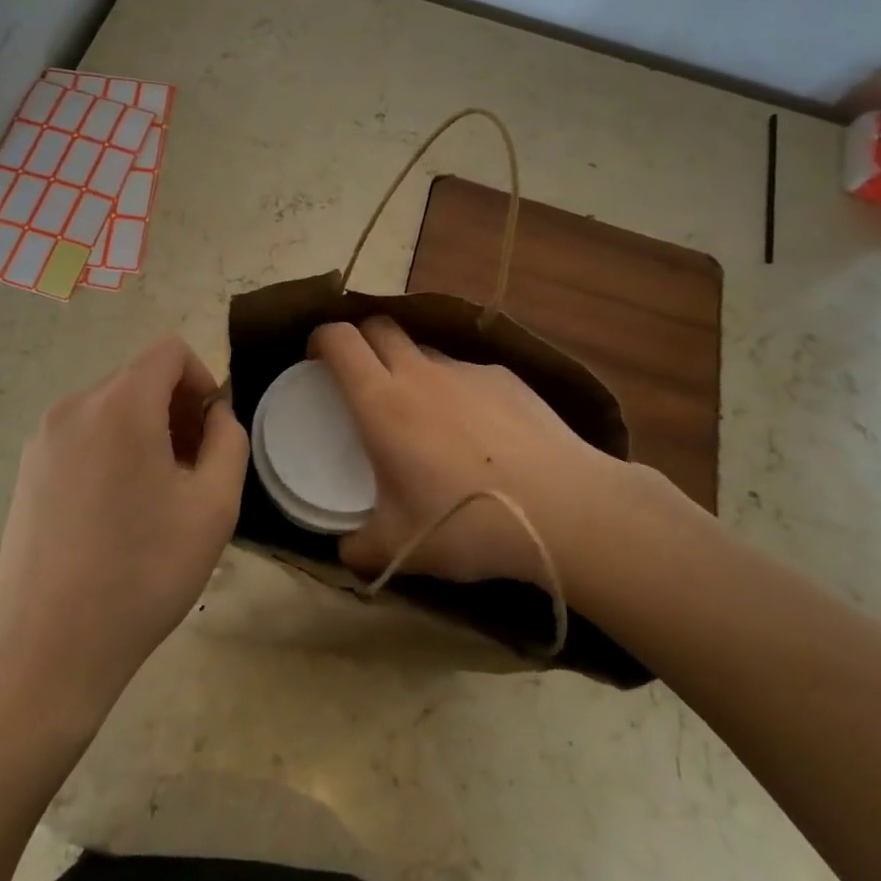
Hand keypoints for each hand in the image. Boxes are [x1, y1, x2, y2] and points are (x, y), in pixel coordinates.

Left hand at [0, 335, 248, 734]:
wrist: (49, 648)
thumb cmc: (144, 572)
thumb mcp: (214, 505)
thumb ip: (228, 440)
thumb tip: (214, 415)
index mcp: (120, 404)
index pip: (170, 351)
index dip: (202, 379)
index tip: (211, 433)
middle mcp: (74, 407)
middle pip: (139, 378)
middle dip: (176, 410)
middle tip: (192, 471)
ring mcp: (42, 439)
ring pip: (110, 408)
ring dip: (145, 432)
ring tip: (155, 498)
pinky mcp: (25, 470)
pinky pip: (82, 436)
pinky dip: (111, 450)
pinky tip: (116, 513)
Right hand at [310, 317, 679, 585]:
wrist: (565, 510)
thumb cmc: (466, 522)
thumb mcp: (400, 548)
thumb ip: (361, 549)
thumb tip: (345, 553)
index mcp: (382, 403)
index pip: (340, 340)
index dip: (320, 339)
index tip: (315, 359)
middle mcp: (420, 374)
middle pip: (380, 326)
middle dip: (361, 339)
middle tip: (360, 376)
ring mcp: (467, 372)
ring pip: (424, 350)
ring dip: (410, 367)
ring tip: (422, 412)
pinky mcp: (507, 379)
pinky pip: (467, 372)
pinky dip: (456, 389)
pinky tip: (478, 431)